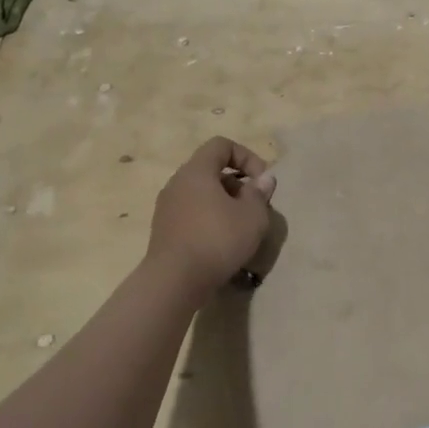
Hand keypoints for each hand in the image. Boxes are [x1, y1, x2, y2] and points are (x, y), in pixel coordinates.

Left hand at [146, 138, 276, 299]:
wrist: (174, 282)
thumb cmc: (217, 240)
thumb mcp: (252, 216)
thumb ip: (259, 193)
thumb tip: (264, 179)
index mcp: (196, 171)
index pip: (221, 145)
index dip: (246, 156)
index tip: (261, 181)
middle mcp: (177, 183)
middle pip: (211, 170)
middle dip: (238, 183)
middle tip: (255, 206)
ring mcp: (167, 207)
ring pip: (202, 193)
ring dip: (225, 203)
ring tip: (241, 226)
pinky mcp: (164, 230)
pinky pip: (192, 213)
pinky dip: (209, 219)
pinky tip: (222, 242)